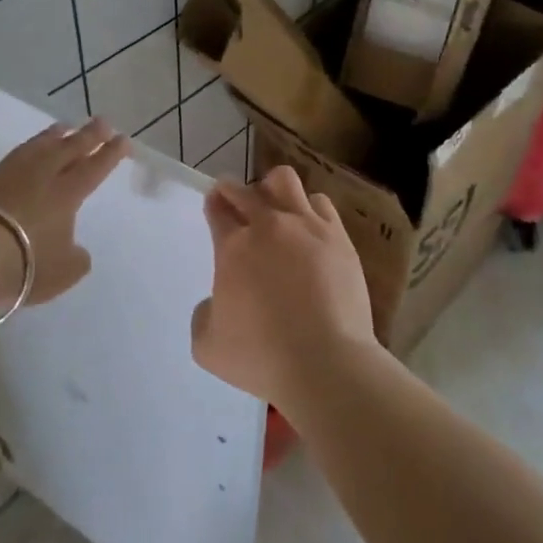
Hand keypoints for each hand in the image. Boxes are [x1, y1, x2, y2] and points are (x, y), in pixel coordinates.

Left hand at [0, 119, 130, 314]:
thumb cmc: (24, 266)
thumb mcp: (63, 273)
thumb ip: (76, 259)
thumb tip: (76, 250)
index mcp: (65, 195)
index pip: (94, 169)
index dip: (110, 154)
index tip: (123, 138)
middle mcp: (37, 177)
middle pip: (67, 150)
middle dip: (87, 135)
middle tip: (101, 121)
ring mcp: (2, 174)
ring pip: (30, 148)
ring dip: (47, 136)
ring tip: (61, 126)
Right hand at [190, 165, 379, 416]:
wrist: (326, 361)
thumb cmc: (262, 356)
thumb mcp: (208, 346)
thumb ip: (204, 315)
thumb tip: (218, 302)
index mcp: (234, 247)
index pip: (218, 209)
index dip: (213, 204)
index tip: (214, 206)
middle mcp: (269, 226)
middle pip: (246, 190)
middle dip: (234, 191)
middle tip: (234, 202)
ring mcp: (307, 227)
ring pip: (285, 181)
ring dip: (273, 190)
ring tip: (275, 207)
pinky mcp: (338, 238)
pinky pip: (321, 203)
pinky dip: (309, 208)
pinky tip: (309, 227)